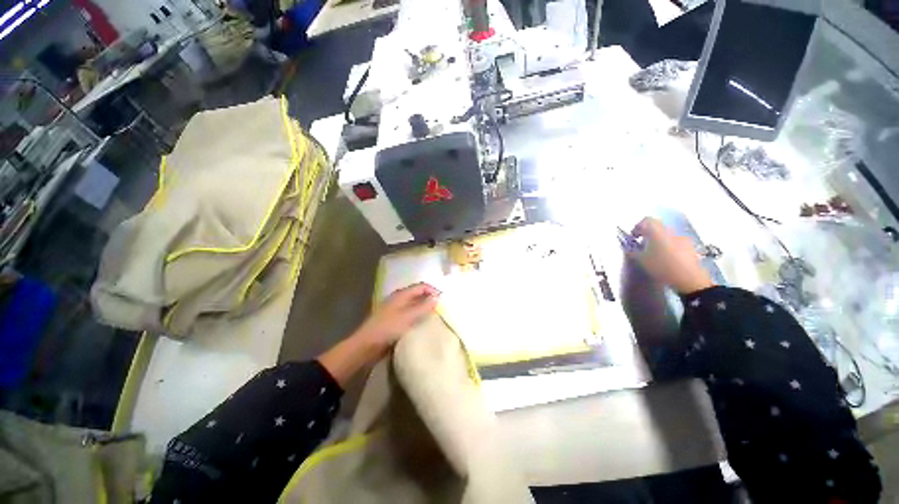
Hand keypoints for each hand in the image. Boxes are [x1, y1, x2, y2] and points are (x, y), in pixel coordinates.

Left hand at [352, 282, 440, 354]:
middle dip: (430, 299)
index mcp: (401, 294)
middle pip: (418, 294)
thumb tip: (437, 297)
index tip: (443, 300)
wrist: (367, 346)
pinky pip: (410, 315)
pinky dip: (418, 317)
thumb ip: (423, 307)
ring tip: (435, 316)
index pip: (421, 286)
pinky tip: (423, 324)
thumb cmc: (388, 328)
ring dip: (424, 308)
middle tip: (441, 308)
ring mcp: (396, 310)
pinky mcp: (394, 320)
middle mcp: (399, 299)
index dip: (433, 290)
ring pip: (414, 305)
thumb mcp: (408, 317)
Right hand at [630, 218, 713, 294]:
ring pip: (666, 234)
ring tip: (654, 253)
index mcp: (657, 231)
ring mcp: (682, 238)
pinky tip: (666, 258)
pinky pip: (675, 241)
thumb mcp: (642, 260)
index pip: (646, 220)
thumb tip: (629, 247)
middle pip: (657, 226)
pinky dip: (668, 246)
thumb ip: (633, 251)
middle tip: (641, 245)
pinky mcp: (690, 246)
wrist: (689, 279)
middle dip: (647, 234)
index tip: (633, 237)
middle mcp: (670, 231)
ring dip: (658, 240)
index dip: (637, 227)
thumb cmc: (662, 266)